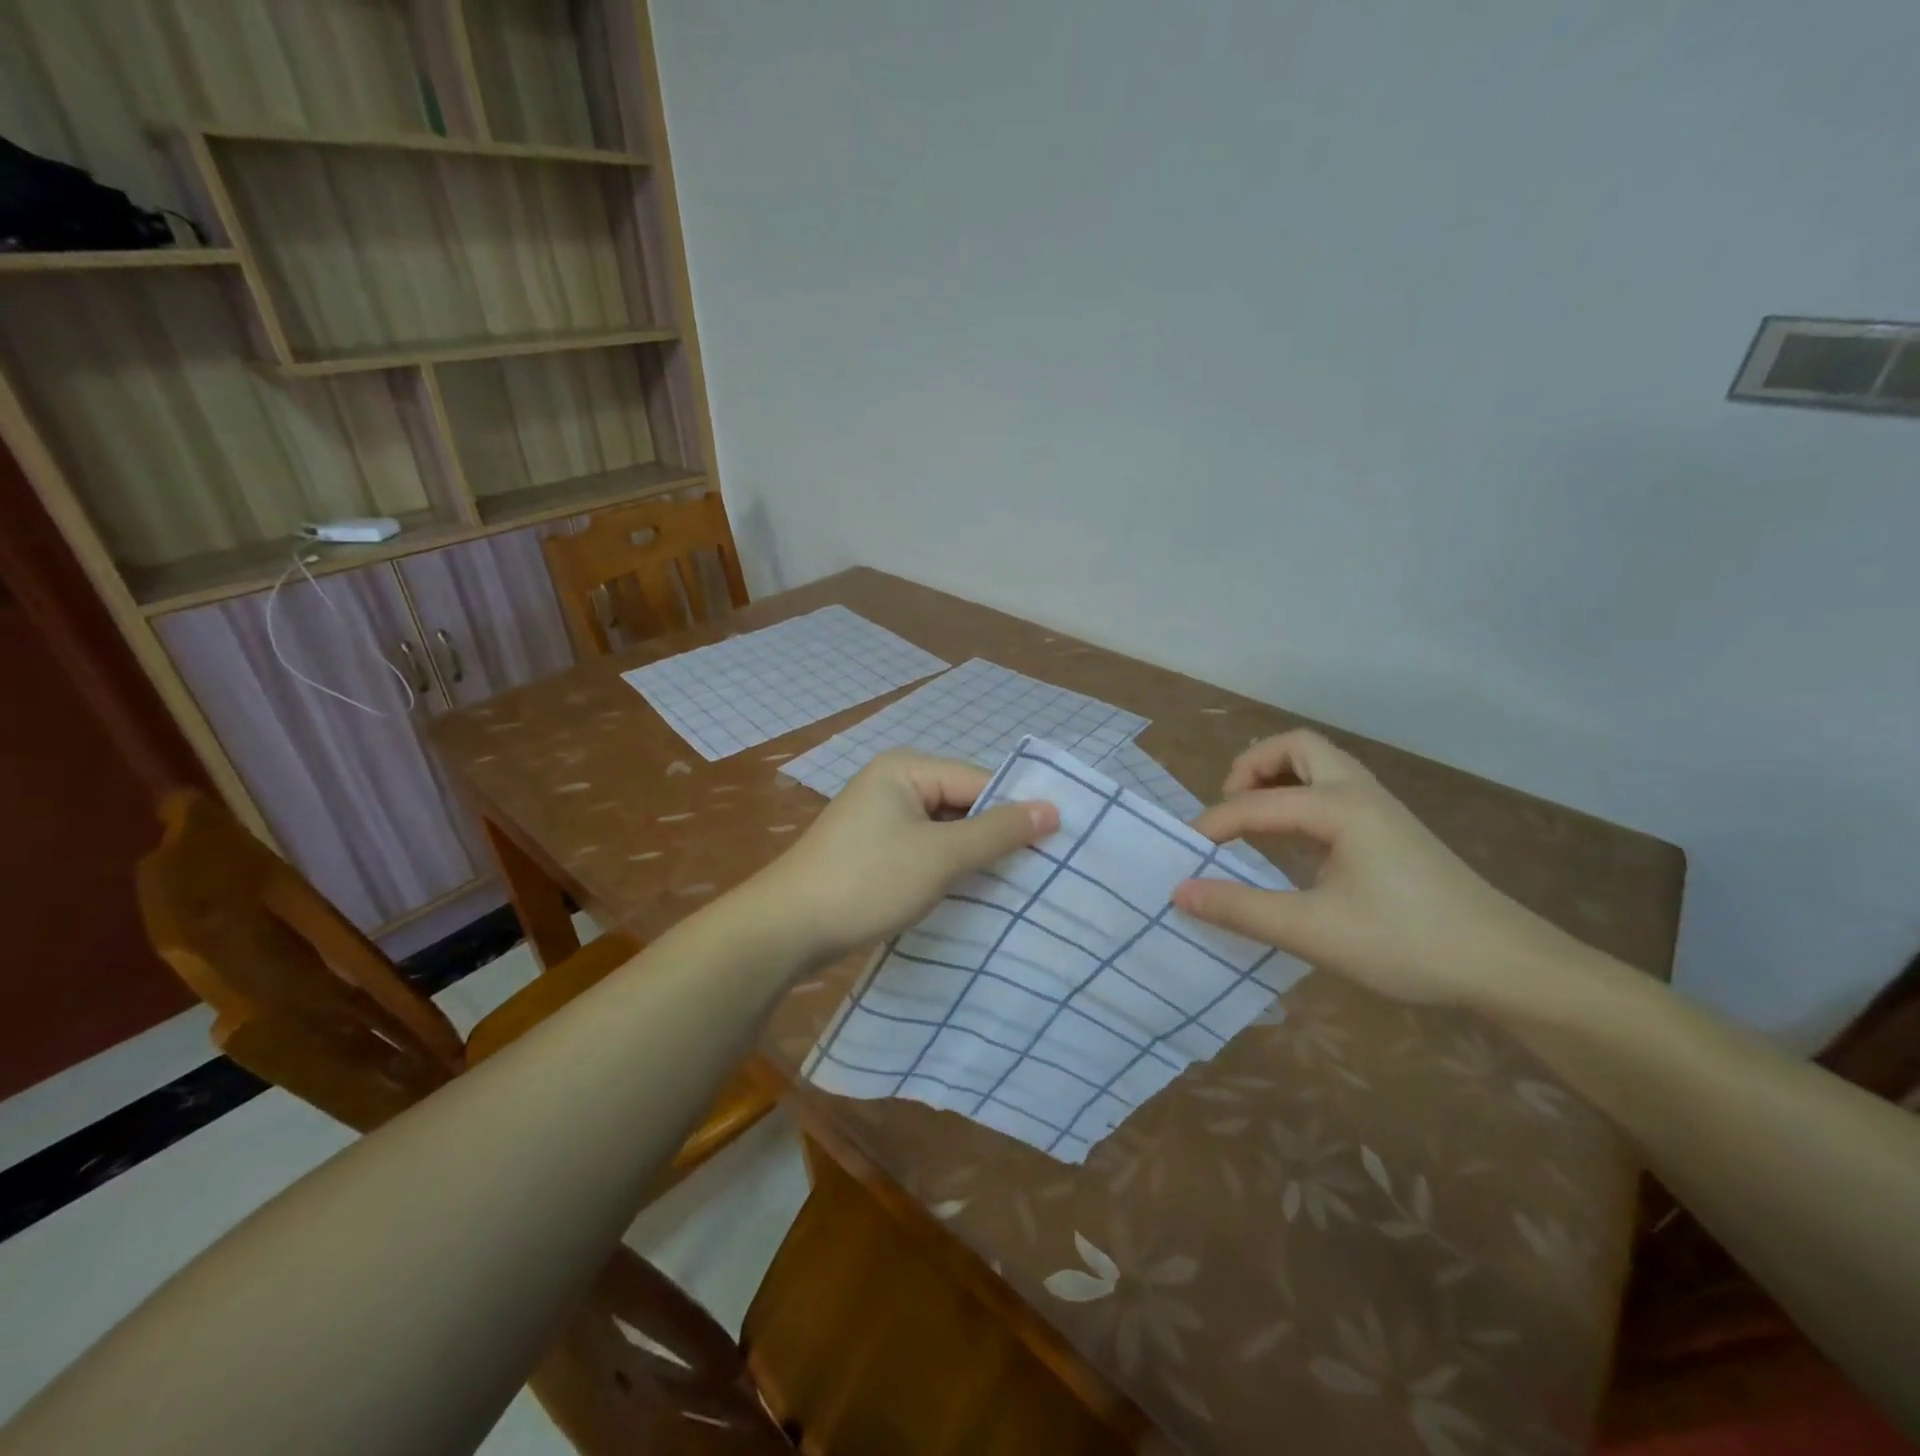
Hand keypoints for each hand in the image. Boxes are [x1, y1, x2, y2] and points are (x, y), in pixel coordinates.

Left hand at [750, 751, 1058, 964]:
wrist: (787, 928)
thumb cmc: (867, 881)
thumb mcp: (940, 856)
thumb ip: (997, 831)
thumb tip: (1053, 808)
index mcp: (907, 769)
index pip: (979, 781)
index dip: (1016, 812)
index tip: (1056, 846)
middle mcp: (893, 783)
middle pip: (963, 803)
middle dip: (994, 836)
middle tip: (1040, 870)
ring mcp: (880, 818)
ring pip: (945, 830)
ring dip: (972, 856)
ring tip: (1013, 886)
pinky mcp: (873, 849)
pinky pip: (924, 849)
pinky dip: (946, 868)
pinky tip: (969, 893)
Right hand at [1171, 730, 1585, 1008]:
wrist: (1508, 967)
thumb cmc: (1407, 944)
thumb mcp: (1313, 932)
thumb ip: (1241, 909)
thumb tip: (1180, 891)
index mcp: (1339, 807)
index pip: (1255, 803)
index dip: (1213, 824)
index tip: (1185, 854)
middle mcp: (1359, 793)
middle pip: (1297, 747)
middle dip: (1252, 767)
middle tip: (1229, 808)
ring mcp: (1381, 808)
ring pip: (1320, 764)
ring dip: (1278, 778)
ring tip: (1253, 819)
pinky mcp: (1392, 829)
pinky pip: (1334, 790)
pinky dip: (1300, 797)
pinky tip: (1294, 842)